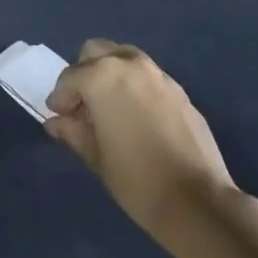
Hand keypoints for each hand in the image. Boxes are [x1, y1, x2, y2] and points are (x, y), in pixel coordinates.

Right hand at [45, 40, 237, 243]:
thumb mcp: (95, 157)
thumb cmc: (137, 179)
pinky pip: (148, 78)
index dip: (60, 99)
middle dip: (84, 74)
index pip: (70, 79)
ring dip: (111, 75)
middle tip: (84, 105)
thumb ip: (73, 131)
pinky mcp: (180, 92)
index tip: (59, 117)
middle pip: (95, 53)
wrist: (200, 204)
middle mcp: (128, 65)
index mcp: (101, 76)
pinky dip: (136, 88)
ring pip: (124, 59)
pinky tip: (139, 118)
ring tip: (111, 108)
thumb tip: (56, 122)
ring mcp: (158, 76)